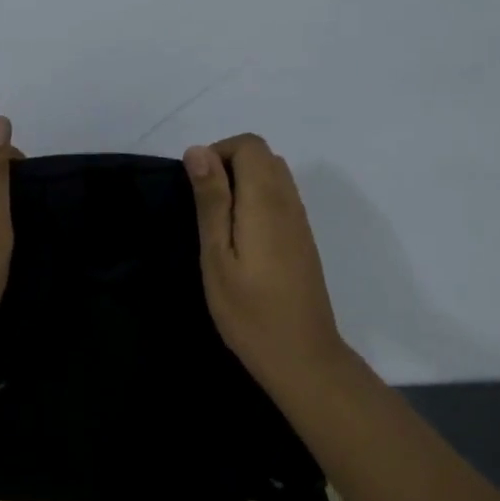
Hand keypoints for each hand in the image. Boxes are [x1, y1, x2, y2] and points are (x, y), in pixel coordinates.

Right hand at [184, 134, 351, 393]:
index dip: (219, 152)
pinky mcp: (303, 239)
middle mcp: (289, 202)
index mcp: (266, 201)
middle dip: (229, 164)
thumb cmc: (249, 311)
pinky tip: (241, 239)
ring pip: (274, 175)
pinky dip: (257, 200)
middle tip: (204, 206)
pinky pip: (281, 198)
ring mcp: (300, 221)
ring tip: (219, 223)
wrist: (301, 355)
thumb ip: (211, 200)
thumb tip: (198, 150)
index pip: (250, 145)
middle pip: (263, 156)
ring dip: (243, 183)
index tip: (196, 187)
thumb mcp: (217, 255)